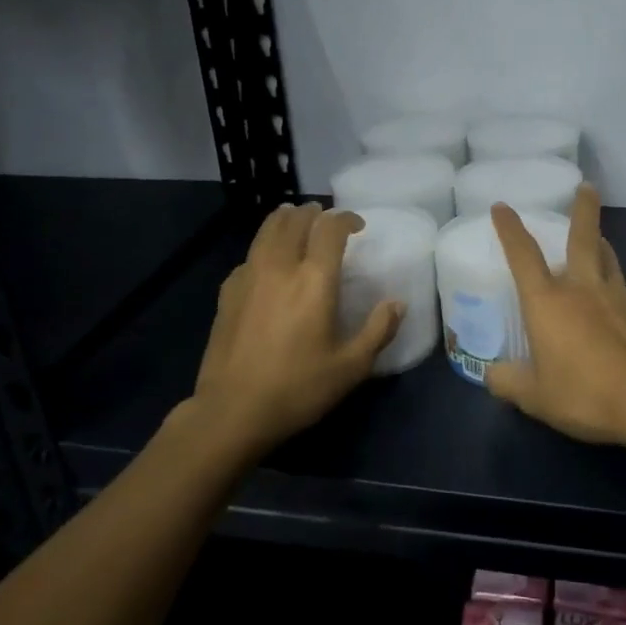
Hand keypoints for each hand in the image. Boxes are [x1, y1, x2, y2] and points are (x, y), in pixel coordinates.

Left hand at [193, 203, 401, 452]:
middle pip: (294, 221)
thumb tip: (397, 303)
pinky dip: (263, 248)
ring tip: (295, 221)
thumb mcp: (351, 367)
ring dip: (285, 220)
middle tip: (326, 219)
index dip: (346, 219)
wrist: (232, 411)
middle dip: (313, 213)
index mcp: (314, 280)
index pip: (330, 229)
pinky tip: (267, 262)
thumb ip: (379, 331)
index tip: (357, 226)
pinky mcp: (227, 293)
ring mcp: (248, 277)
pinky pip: (249, 256)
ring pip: (266, 231)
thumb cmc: (298, 389)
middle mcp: (280, 267)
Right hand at [487, 185, 625, 443]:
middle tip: (587, 187)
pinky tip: (617, 315)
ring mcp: (620, 299)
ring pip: (610, 261)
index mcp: (549, 302)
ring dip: (602, 245)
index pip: (523, 255)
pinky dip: (617, 295)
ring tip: (600, 240)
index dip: (510, 229)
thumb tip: (493, 375)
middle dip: (583, 210)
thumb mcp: (536, 397)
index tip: (502, 207)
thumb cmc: (586, 393)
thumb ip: (509, 382)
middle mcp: (584, 289)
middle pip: (583, 238)